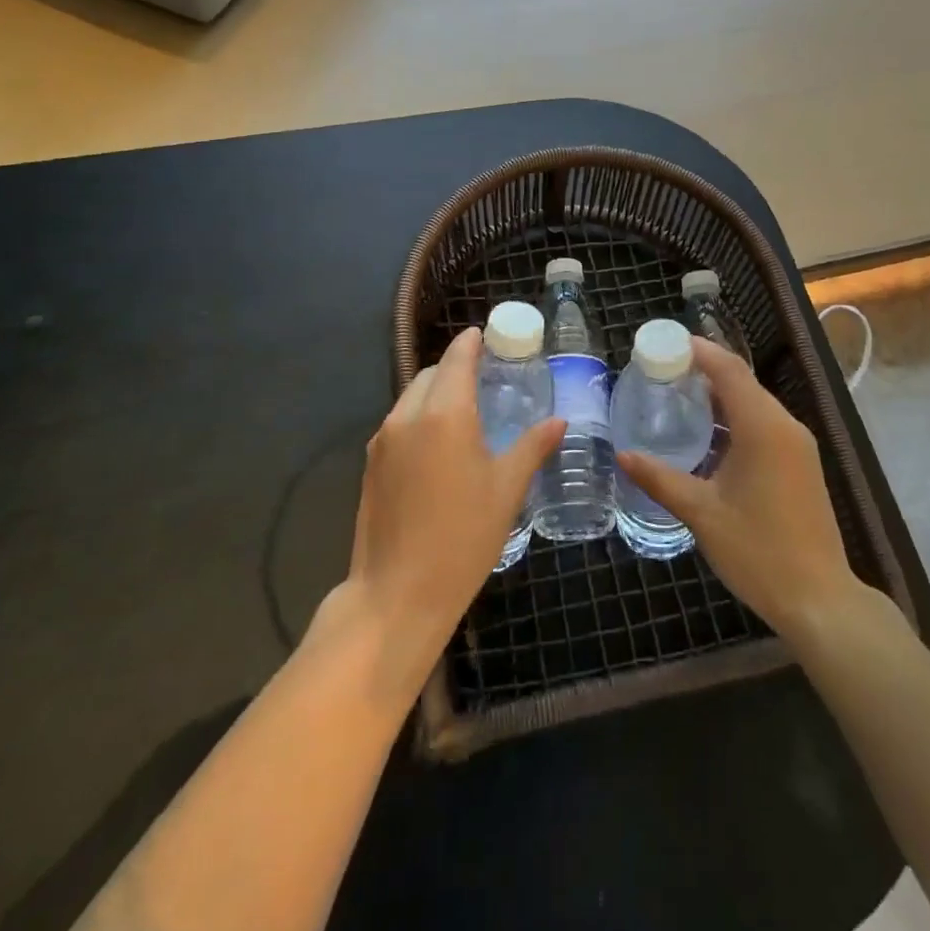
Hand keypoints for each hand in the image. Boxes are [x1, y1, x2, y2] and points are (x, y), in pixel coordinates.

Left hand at [347, 327, 565, 653]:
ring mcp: (383, 440)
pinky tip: (440, 444)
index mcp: (444, 414)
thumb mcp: (506, 490)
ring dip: (437, 392)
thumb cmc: (462, 538)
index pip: (457, 358)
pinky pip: (399, 422)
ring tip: (466, 410)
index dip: (472, 342)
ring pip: (412, 397)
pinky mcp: (370, 464)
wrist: (396, 595)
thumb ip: (532, 447)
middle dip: (456, 367)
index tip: (487, 335)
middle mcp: (407, 416)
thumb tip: (559, 420)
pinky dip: (420, 416)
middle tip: (487, 378)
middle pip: (432, 374)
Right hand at [619, 337, 862, 640]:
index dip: (698, 350)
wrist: (819, 599)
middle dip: (703, 370)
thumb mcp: (701, 513)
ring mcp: (797, 445)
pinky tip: (707, 435)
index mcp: (763, 427)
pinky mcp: (800, 463)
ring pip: (753, 403)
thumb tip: (623, 455)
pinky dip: (734, 418)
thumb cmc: (758, 551)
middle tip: (661, 371)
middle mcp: (785, 426)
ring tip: (677, 397)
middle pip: (742, 381)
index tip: (664, 343)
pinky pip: (763, 424)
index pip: (728, 369)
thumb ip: (660, 478)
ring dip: (719, 395)